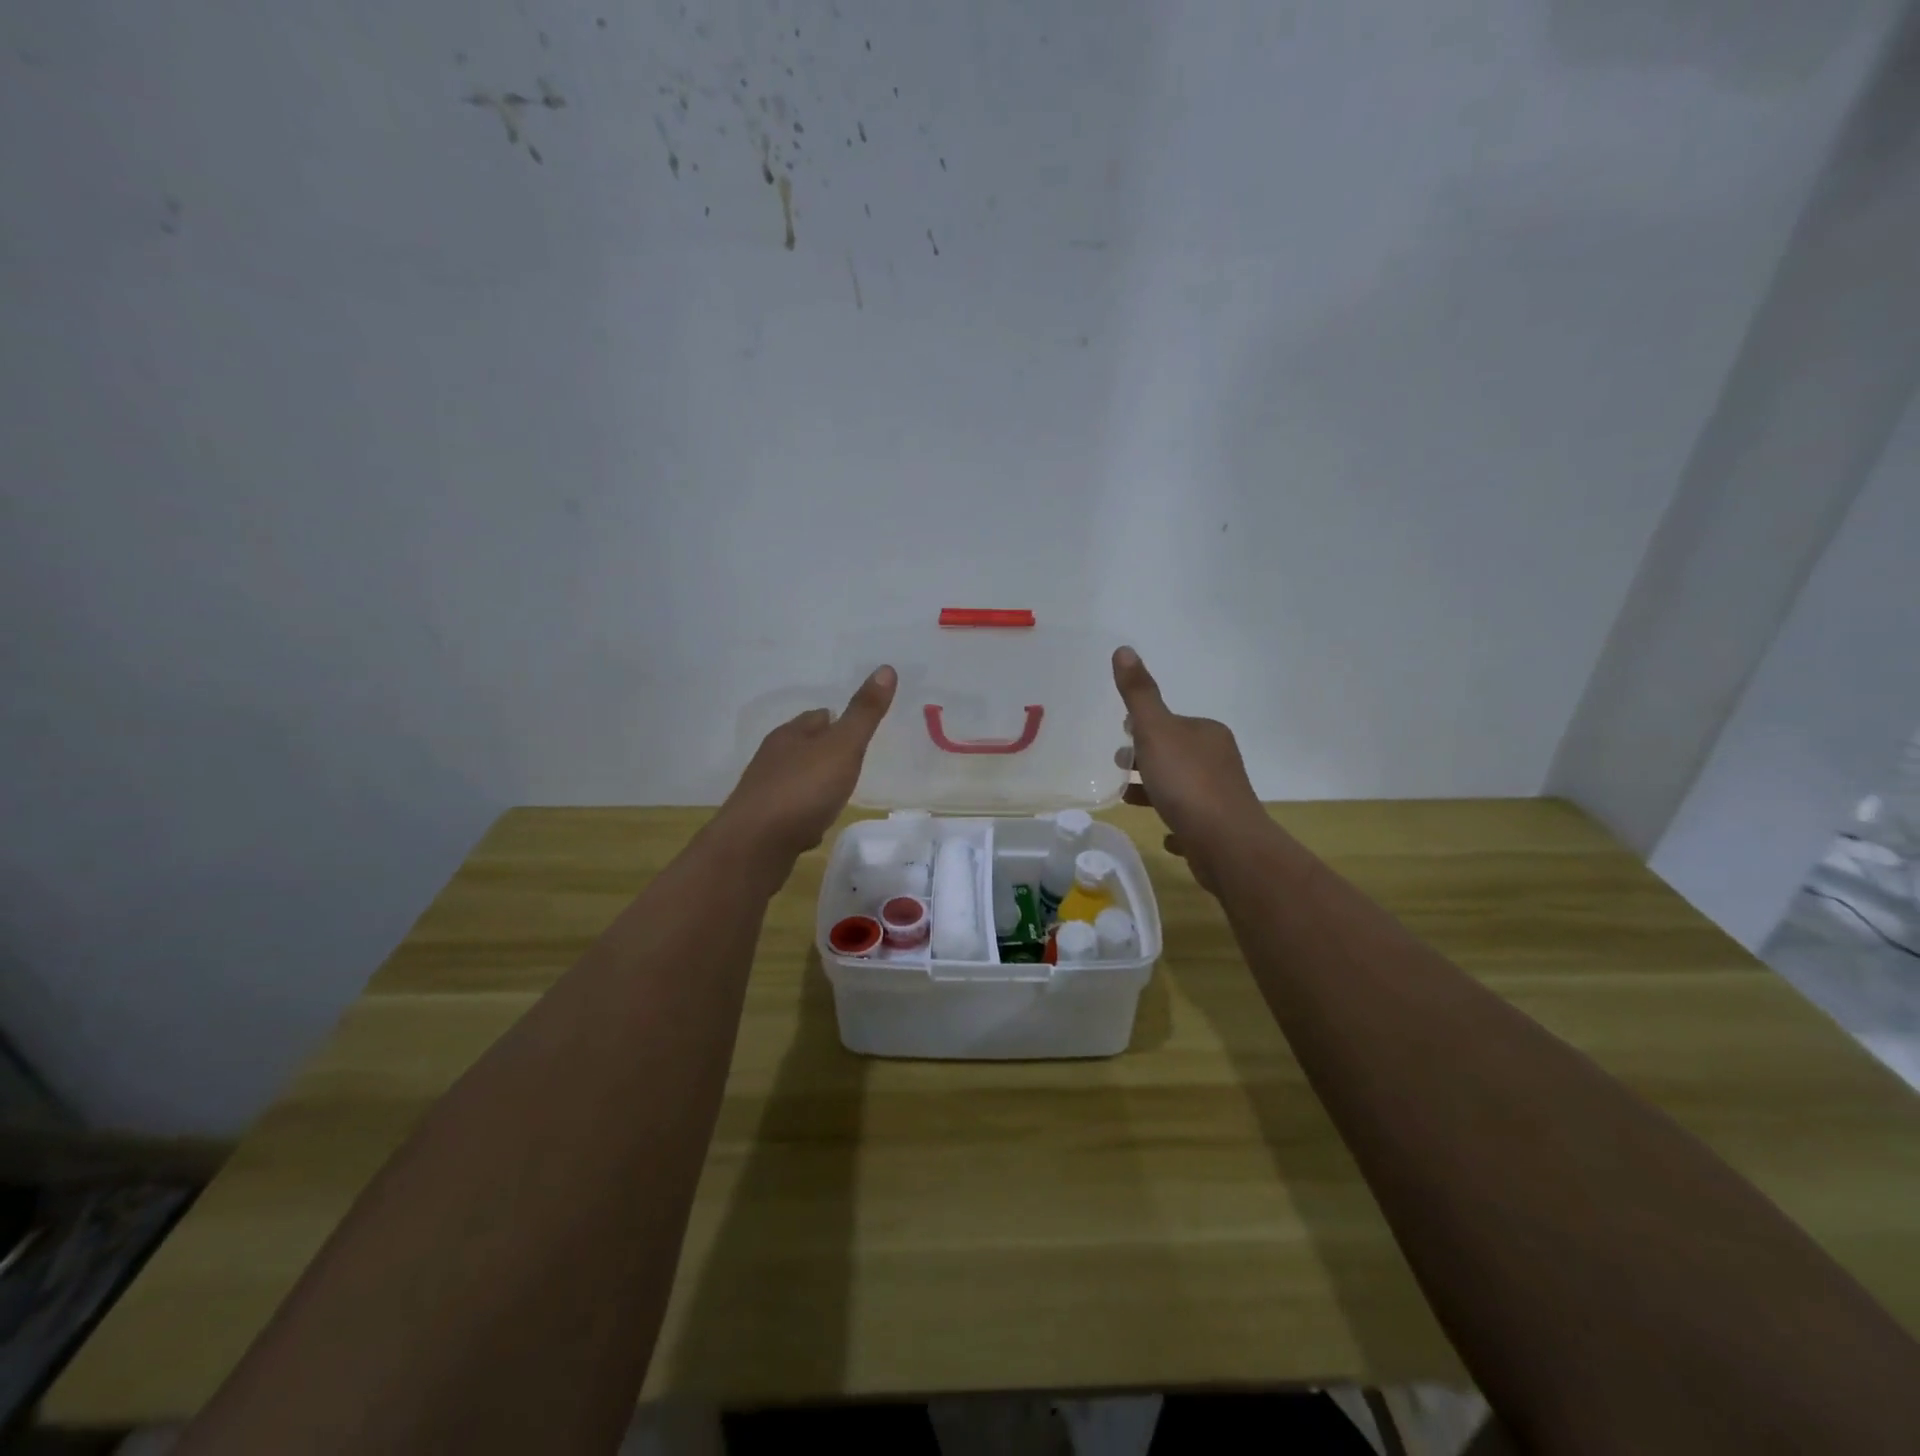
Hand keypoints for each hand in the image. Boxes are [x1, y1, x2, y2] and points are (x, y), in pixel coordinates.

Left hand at [716, 667, 897, 876]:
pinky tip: (815, 824)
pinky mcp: (762, 824)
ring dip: (814, 782)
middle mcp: (772, 759)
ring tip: (837, 791)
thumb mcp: (842, 747)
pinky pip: (789, 811)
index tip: (856, 729)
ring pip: (795, 779)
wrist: (755, 846)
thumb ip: (864, 713)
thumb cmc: (802, 790)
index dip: (837, 720)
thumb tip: (886, 668)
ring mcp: (764, 792)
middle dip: (824, 751)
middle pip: (803, 746)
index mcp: (790, 735)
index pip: (816, 717)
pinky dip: (804, 813)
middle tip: (852, 759)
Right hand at [1114, 647, 1270, 893]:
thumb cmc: (1186, 782)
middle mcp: (1219, 760)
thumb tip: (1124, 649)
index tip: (1121, 736)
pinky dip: (1176, 821)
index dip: (1144, 728)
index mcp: (1207, 733)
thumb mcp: (1155, 731)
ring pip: (1182, 787)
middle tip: (1117, 766)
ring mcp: (1222, 796)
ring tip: (1127, 799)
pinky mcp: (1219, 829)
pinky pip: (1192, 820)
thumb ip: (1138, 694)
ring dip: (1155, 789)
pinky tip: (1164, 834)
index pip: (1172, 724)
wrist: (1225, 842)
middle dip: (1147, 757)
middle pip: (1176, 753)